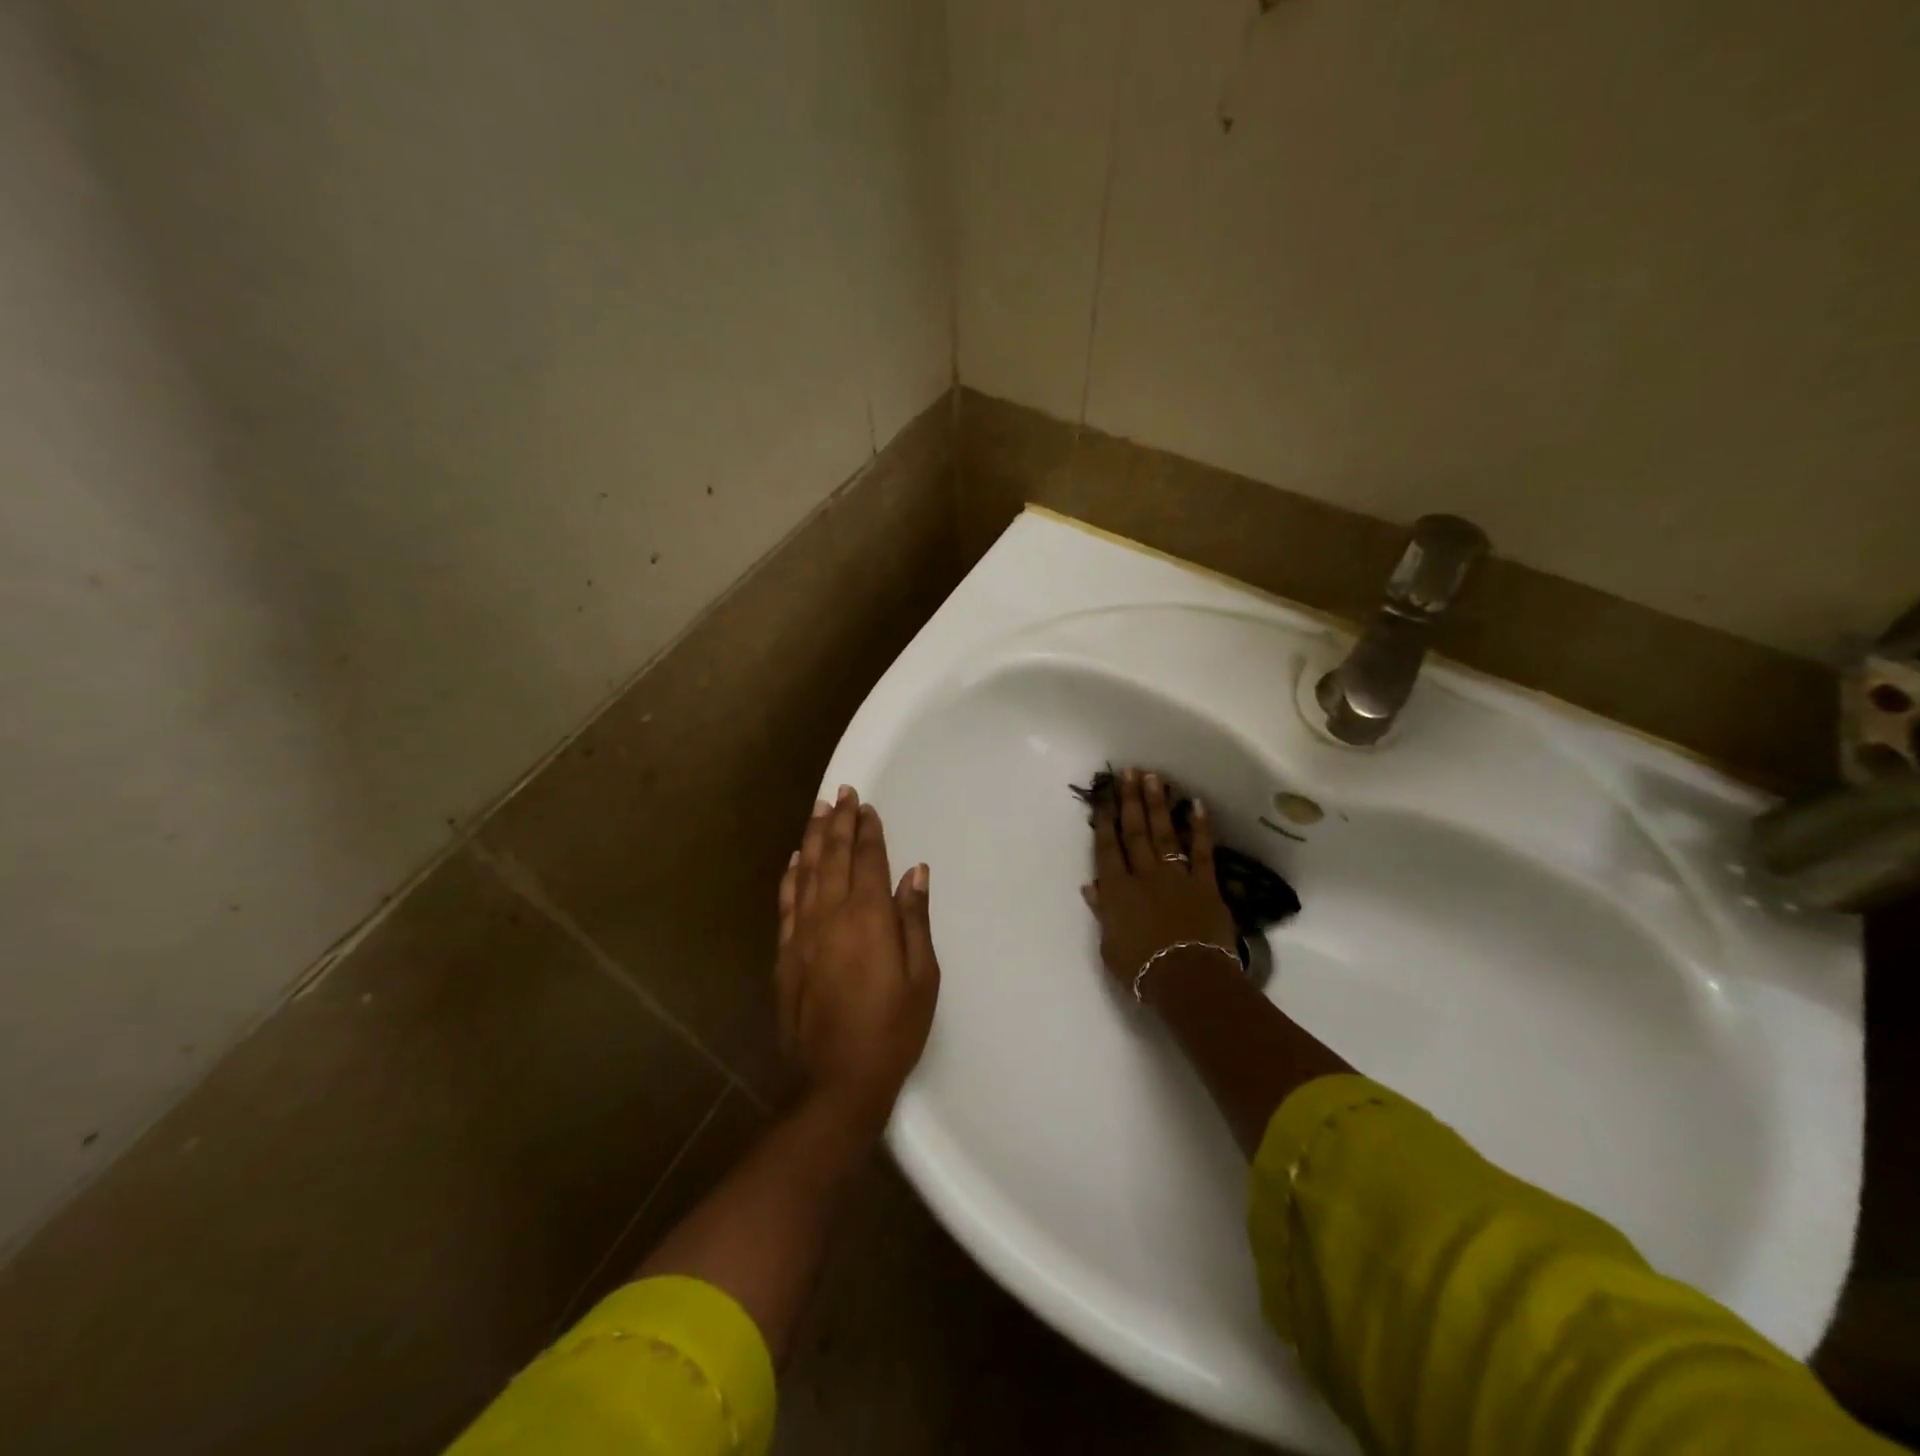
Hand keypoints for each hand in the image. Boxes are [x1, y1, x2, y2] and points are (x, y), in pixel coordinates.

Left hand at [777, 787, 939, 1136]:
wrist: (836, 1081)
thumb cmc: (893, 1029)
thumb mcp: (922, 977)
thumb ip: (914, 920)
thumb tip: (915, 872)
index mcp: (868, 917)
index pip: (867, 860)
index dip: (868, 831)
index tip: (867, 806)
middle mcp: (831, 915)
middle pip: (833, 857)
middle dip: (839, 822)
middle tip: (842, 793)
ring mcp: (802, 934)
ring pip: (806, 872)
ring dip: (813, 838)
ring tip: (818, 810)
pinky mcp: (786, 954)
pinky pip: (787, 903)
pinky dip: (790, 876)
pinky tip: (794, 860)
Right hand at [1084, 768, 1238, 1001]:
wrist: (1187, 979)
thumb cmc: (1141, 969)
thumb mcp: (1110, 945)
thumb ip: (1103, 911)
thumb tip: (1092, 886)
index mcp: (1117, 890)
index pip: (1107, 848)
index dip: (1104, 820)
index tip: (1103, 795)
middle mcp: (1144, 875)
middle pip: (1135, 832)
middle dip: (1130, 800)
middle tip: (1128, 772)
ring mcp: (1176, 877)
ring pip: (1164, 834)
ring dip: (1158, 805)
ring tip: (1154, 778)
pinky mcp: (1205, 885)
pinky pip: (1201, 851)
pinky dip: (1199, 828)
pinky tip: (1197, 805)